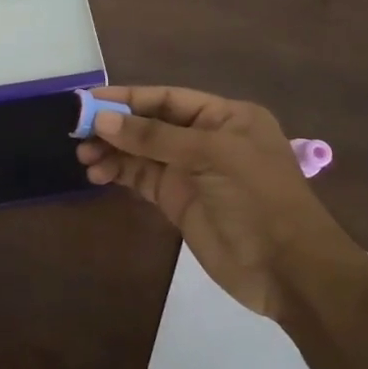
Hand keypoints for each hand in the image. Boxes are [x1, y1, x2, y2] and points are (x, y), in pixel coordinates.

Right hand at [76, 86, 353, 317]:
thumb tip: (102, 120)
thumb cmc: (258, 199)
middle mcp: (207, 138)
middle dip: (115, 127)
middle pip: (150, 124)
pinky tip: (98, 176)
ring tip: (84, 159)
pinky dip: (119, 173)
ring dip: (112, 152)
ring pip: (141, 152)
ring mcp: (191, 171)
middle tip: (78, 133)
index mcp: (225, 117)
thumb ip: (154, 137)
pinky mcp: (178, 200)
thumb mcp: (210, 156)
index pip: (168, 99)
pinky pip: (142, 178)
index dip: (128, 98)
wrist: (289, 271)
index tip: (88, 100)